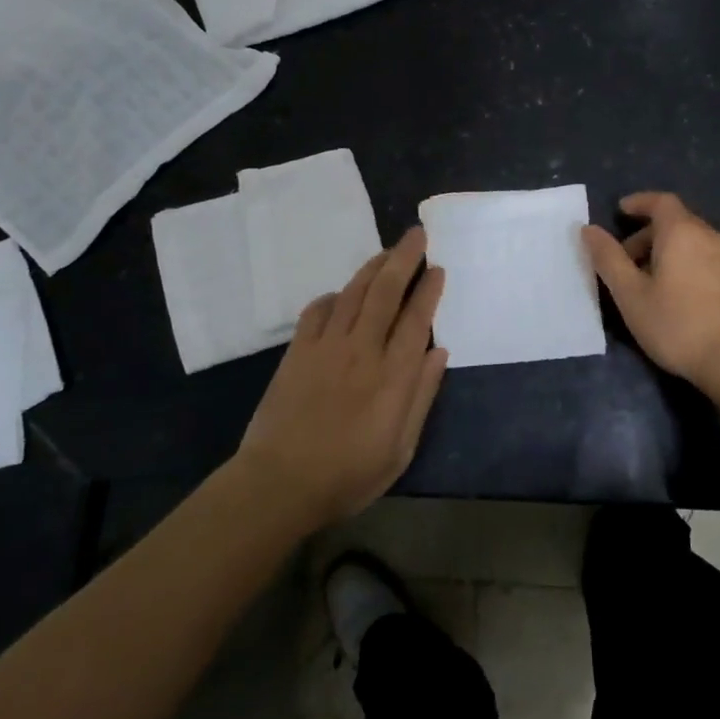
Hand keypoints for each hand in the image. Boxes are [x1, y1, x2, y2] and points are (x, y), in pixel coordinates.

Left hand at [235, 228, 447, 529]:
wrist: (279, 484)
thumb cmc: (348, 475)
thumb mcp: (400, 449)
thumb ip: (422, 396)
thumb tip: (439, 352)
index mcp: (393, 375)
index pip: (417, 319)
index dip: (429, 289)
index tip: (438, 268)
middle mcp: (362, 350)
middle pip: (386, 292)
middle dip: (404, 258)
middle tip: (417, 234)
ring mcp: (326, 347)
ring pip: (354, 293)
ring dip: (373, 267)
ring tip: (388, 251)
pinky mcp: (297, 352)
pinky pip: (317, 311)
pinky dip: (333, 296)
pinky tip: (341, 294)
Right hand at [582, 192, 719, 391]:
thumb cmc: (677, 325)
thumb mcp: (631, 295)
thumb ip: (609, 259)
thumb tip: (589, 229)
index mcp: (682, 232)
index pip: (661, 201)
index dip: (639, 202)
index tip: (621, 211)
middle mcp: (711, 236)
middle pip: (677, 222)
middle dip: (649, 234)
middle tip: (627, 261)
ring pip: (695, 242)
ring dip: (670, 251)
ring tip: (652, 283)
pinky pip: (710, 260)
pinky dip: (690, 264)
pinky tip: (683, 297)